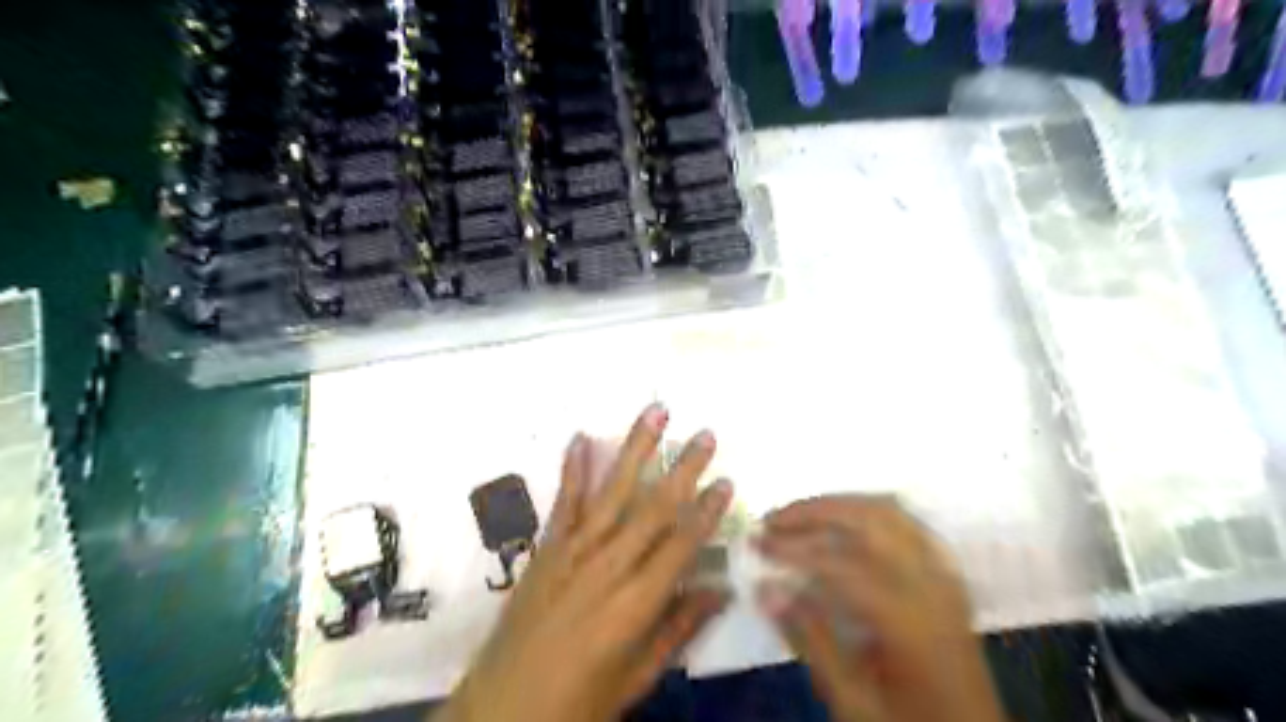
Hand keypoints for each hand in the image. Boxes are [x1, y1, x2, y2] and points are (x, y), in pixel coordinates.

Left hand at [438, 407, 732, 721]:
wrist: (501, 712)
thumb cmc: (580, 701)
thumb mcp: (638, 677)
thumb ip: (679, 628)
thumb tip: (721, 590)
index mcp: (635, 604)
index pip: (681, 545)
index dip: (706, 511)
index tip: (726, 480)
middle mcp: (607, 567)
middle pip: (653, 508)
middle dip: (682, 467)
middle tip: (705, 434)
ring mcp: (572, 552)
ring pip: (612, 491)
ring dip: (635, 449)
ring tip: (655, 412)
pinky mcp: (546, 549)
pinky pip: (564, 501)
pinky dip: (573, 467)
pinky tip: (581, 437)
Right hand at [755, 498, 1009, 721]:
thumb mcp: (853, 700)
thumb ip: (810, 640)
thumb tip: (765, 589)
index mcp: (909, 619)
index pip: (841, 562)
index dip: (793, 548)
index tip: (757, 544)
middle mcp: (931, 584)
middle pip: (868, 520)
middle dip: (814, 511)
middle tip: (773, 519)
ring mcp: (945, 574)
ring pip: (890, 511)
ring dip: (840, 505)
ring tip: (801, 514)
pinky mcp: (947, 574)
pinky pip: (908, 523)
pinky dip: (870, 512)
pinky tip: (846, 521)